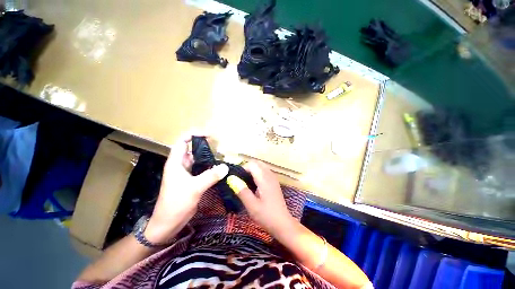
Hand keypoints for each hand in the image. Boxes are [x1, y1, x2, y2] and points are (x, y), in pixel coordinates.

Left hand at [145, 134, 228, 243]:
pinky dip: (211, 167)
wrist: (168, 223)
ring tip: (223, 155)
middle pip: (193, 149)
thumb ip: (210, 176)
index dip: (194, 134)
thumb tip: (225, 166)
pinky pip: (203, 170)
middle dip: (205, 145)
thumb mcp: (194, 188)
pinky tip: (220, 168)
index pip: (183, 141)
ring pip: (199, 160)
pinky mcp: (193, 181)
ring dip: (209, 157)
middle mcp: (181, 165)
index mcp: (176, 162)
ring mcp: (187, 173)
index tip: (209, 135)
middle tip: (221, 146)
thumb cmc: (176, 203)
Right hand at [236, 161, 294, 236]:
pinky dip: (257, 173)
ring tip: (245, 181)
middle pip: (257, 163)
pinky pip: (264, 171)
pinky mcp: (274, 182)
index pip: (252, 164)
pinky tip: (253, 184)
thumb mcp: (252, 206)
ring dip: (252, 170)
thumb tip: (232, 179)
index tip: (236, 178)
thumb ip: (242, 191)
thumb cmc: (266, 216)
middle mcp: (270, 175)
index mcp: (264, 179)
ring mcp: (273, 178)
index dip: (243, 168)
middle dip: (247, 167)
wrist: (283, 224)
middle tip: (239, 178)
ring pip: (261, 166)